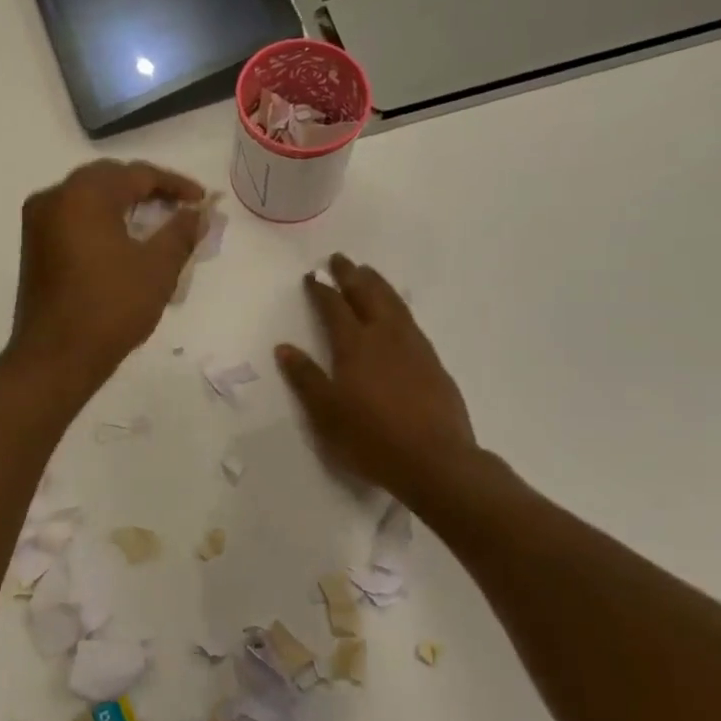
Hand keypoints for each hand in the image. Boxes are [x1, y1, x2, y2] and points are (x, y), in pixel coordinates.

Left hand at [10, 160, 207, 386]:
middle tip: (180, 207)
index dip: (174, 184)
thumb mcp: (157, 268)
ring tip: (156, 223)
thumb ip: (181, 232)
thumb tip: (198, 213)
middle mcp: (54, 197)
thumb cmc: (111, 308)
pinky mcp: (34, 245)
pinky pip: (73, 217)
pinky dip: (101, 220)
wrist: (55, 357)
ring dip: (123, 204)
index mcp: (83, 194)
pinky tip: (123, 240)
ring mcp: (38, 222)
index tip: (201, 200)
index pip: (137, 174)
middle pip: (109, 179)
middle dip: (147, 190)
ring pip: (88, 197)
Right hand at [276, 254, 479, 502]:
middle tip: (340, 259)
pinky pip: (411, 322)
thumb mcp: (327, 413)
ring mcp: (414, 348)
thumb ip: (306, 378)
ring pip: (394, 304)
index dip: (321, 290)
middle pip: (367, 295)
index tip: (311, 276)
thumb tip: (285, 348)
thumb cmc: (371, 439)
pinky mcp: (434, 363)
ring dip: (378, 285)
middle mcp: (385, 337)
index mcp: (355, 346)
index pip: (334, 308)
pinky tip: (398, 314)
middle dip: (351, 275)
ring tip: (368, 273)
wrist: (436, 461)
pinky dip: (398, 307)